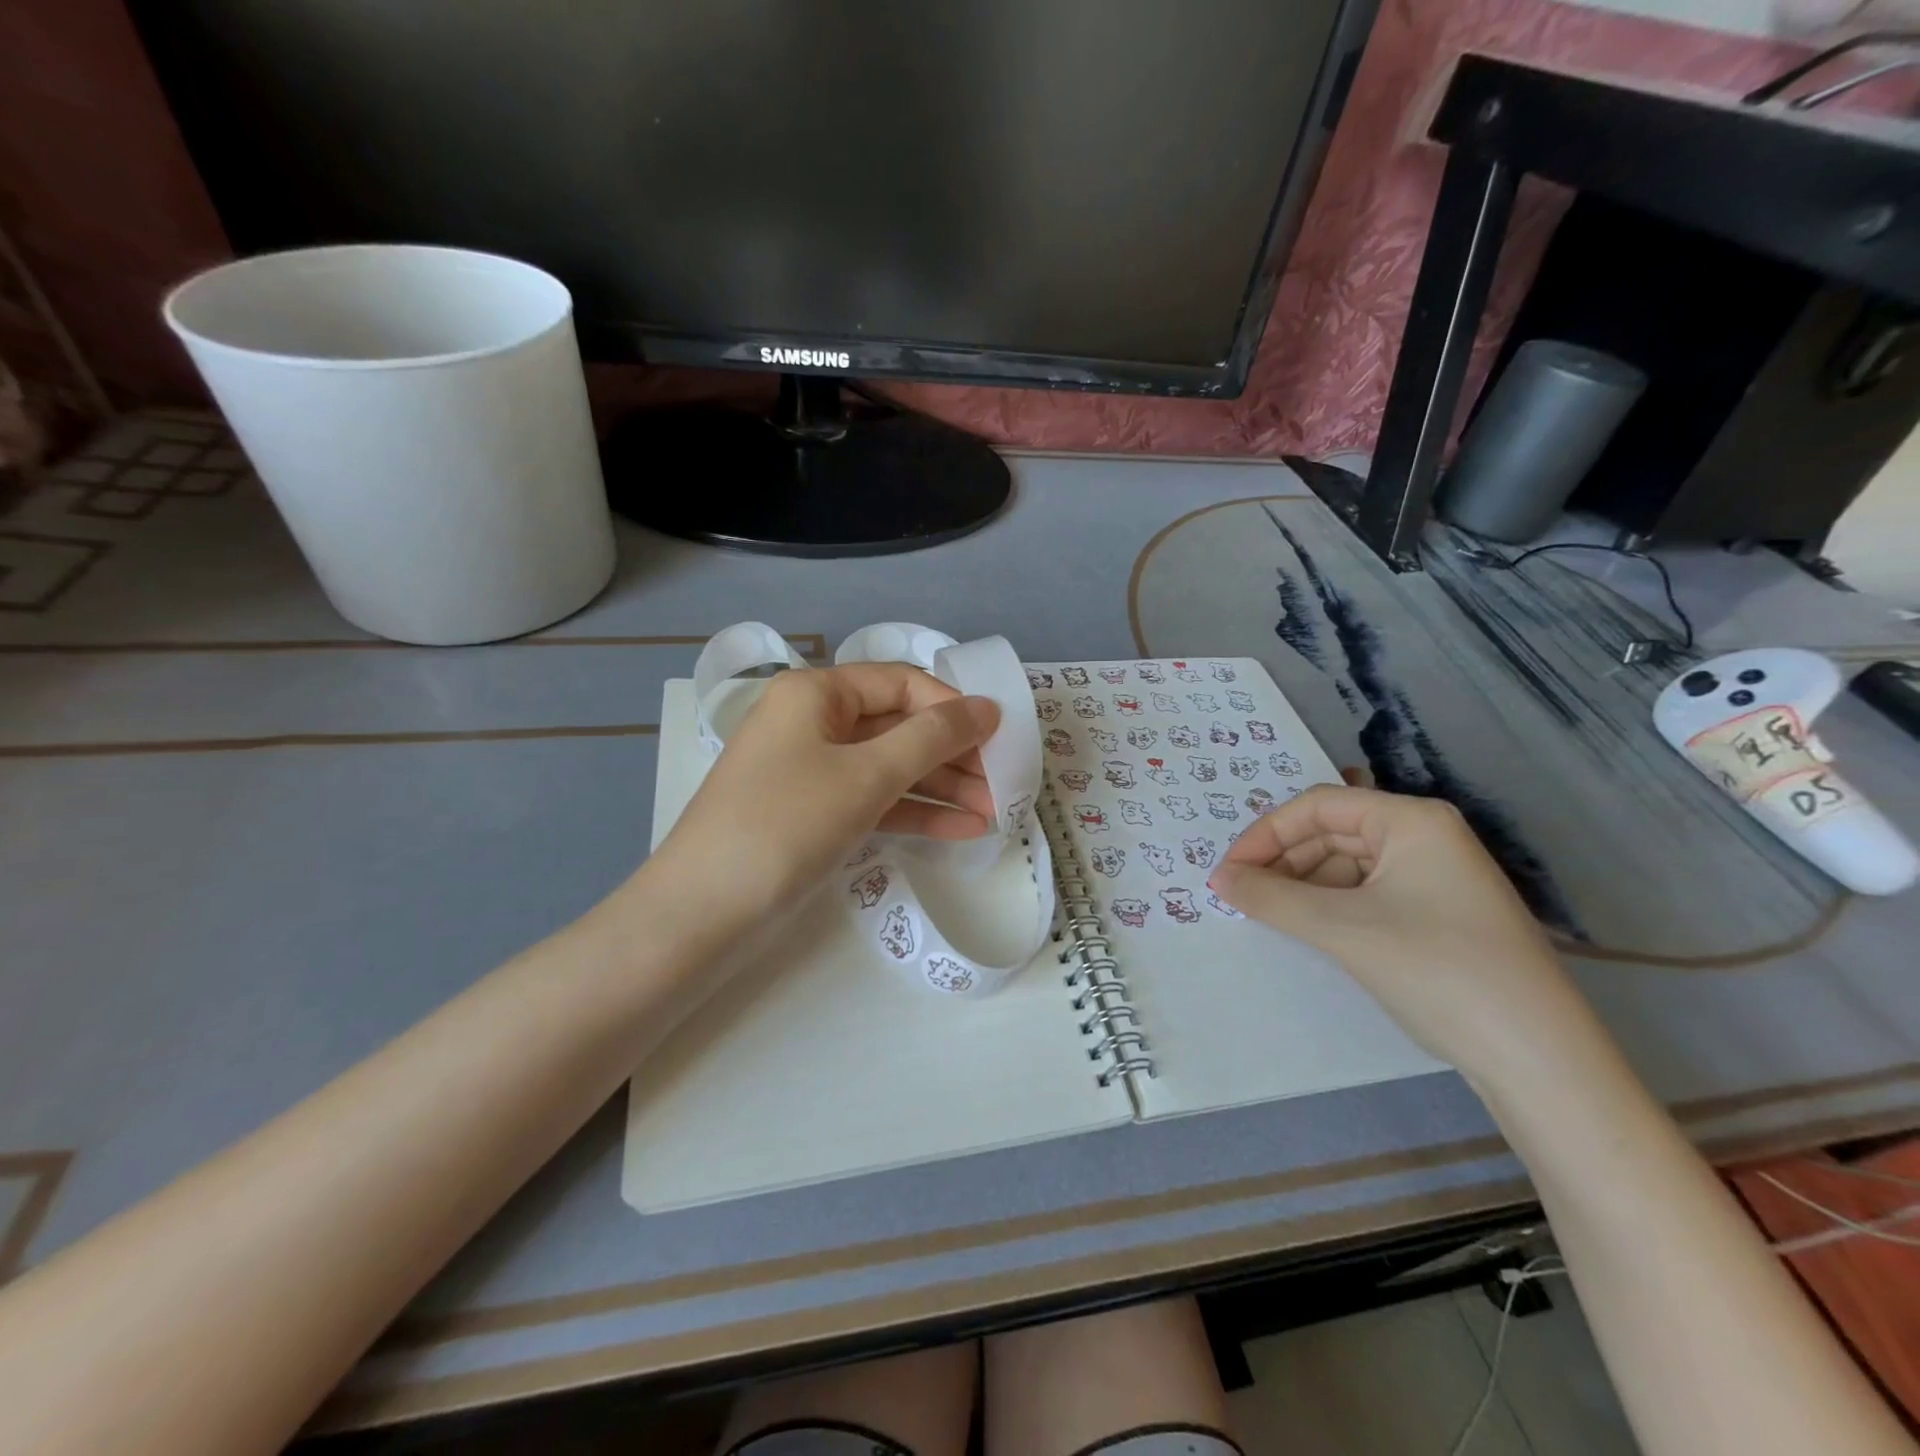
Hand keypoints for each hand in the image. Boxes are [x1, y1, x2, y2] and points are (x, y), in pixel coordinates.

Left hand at [651, 663, 1000, 925]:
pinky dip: (915, 812)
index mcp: (816, 693)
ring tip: (995, 813)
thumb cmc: (786, 824)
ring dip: (942, 788)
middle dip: (953, 755)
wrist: (703, 914)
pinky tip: (963, 830)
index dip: (952, 706)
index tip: (1000, 737)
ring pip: (890, 767)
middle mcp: (813, 723)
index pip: (901, 682)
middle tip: (1004, 783)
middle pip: (898, 726)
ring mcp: (812, 771)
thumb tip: (986, 707)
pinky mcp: (815, 815)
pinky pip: (875, 801)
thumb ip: (932, 738)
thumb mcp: (866, 775)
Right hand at [1209, 785, 1602, 1083]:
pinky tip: (1309, 929)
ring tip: (1269, 914)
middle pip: (1331, 832)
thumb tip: (1218, 879)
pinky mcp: (1437, 913)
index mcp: (1411, 820)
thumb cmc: (1439, 971)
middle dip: (1282, 860)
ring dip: (1302, 885)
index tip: (1228, 871)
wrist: (1539, 1060)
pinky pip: (1366, 892)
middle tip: (1241, 895)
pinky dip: (1330, 905)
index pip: (1318, 806)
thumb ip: (1272, 898)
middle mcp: (1425, 836)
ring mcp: (1435, 876)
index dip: (1265, 833)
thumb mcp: (1344, 930)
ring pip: (1346, 864)